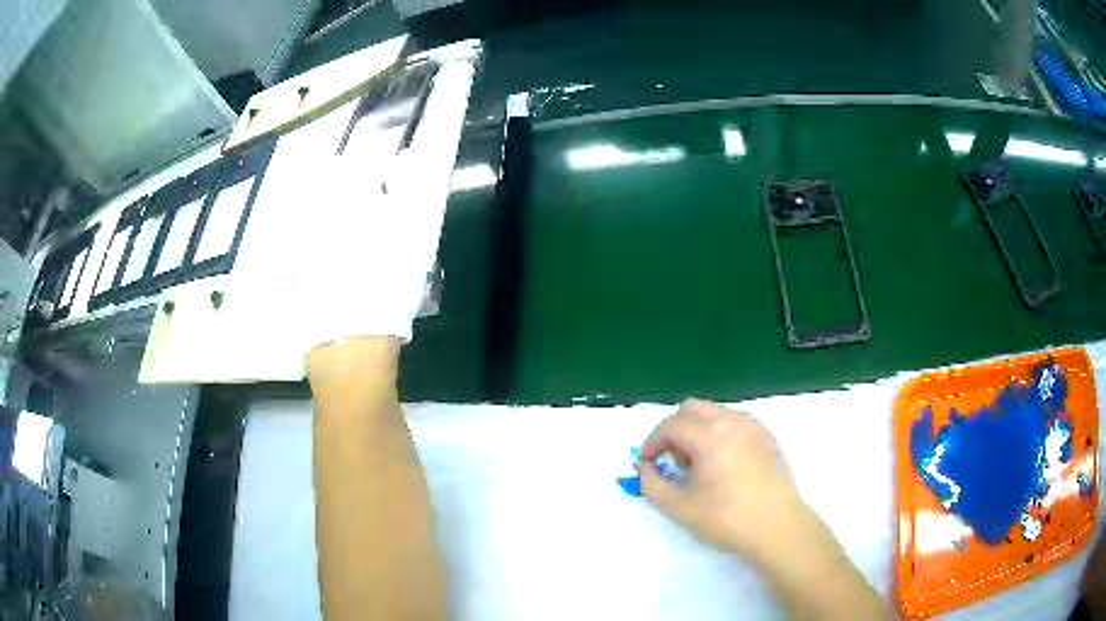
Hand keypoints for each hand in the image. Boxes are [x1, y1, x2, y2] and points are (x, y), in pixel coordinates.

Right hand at [638, 399, 825, 566]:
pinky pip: (734, 423)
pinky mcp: (767, 437)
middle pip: (692, 409)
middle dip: (674, 431)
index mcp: (710, 434)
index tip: (645, 464)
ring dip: (697, 432)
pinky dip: (718, 435)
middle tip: (673, 463)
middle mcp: (732, 421)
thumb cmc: (727, 518)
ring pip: (714, 414)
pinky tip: (723, 467)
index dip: (652, 443)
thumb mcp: (680, 508)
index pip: (671, 425)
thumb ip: (652, 485)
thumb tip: (645, 469)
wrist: (778, 527)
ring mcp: (754, 426)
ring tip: (699, 468)